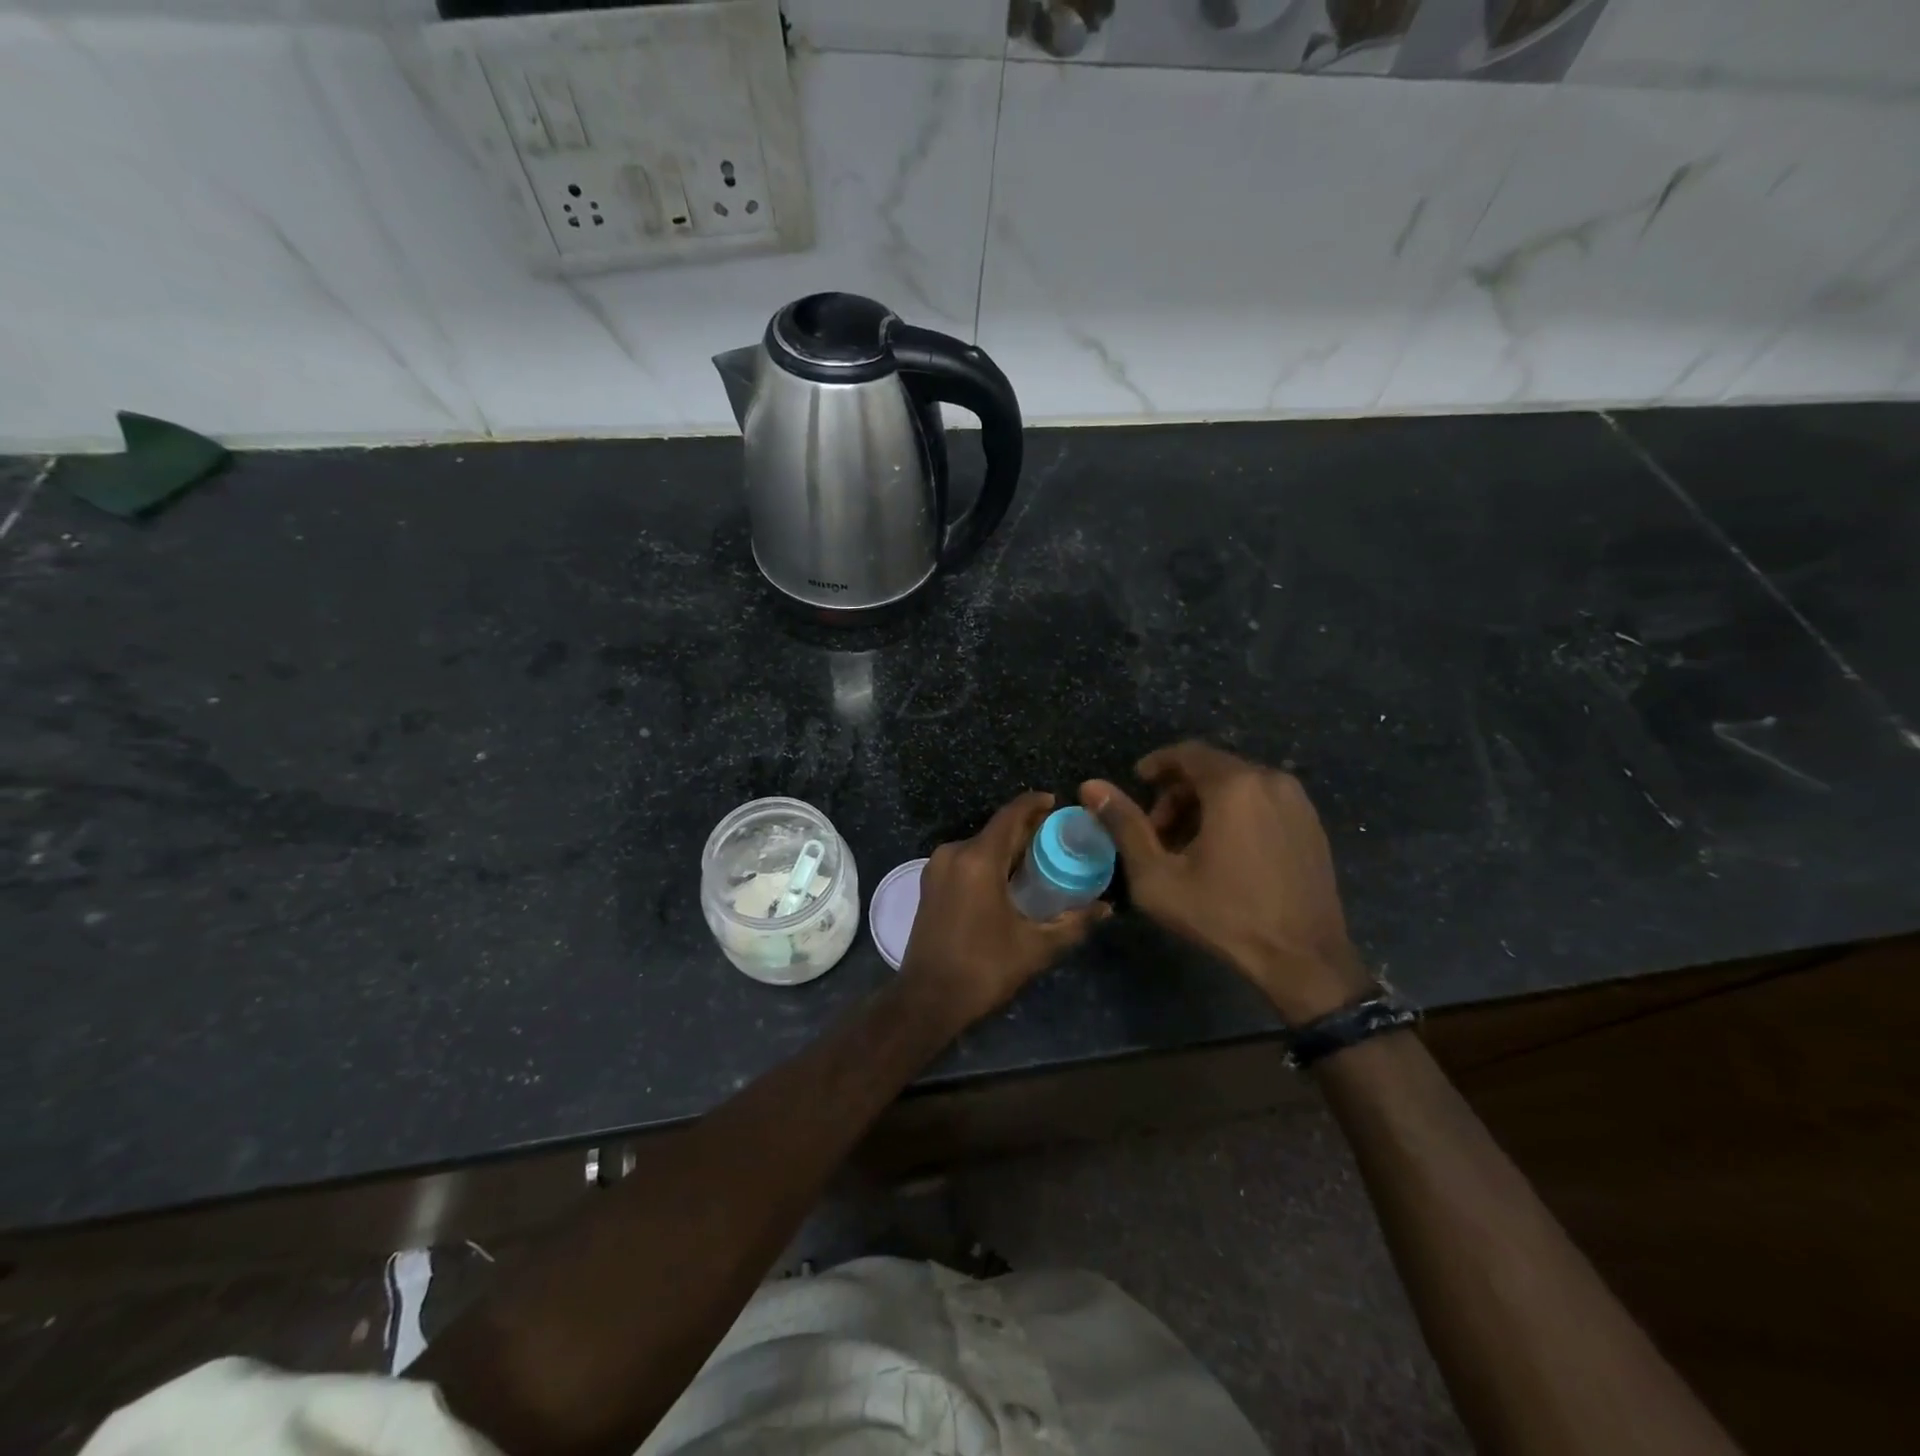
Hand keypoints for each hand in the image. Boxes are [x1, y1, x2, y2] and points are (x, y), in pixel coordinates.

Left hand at [902, 791, 1109, 1025]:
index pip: (1011, 815)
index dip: (1036, 804)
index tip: (1058, 804)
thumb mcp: (1035, 947)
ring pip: (980, 844)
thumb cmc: (983, 969)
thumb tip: (1106, 908)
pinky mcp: (930, 883)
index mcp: (978, 859)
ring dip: (1007, 846)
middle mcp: (954, 853)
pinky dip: (989, 860)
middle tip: (1058, 837)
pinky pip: (966, 859)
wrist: (927, 999)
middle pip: (996, 829)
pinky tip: (1008, 878)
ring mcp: (937, 867)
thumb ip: (1073, 923)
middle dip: (1026, 829)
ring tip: (1039, 858)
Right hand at [1084, 742, 1370, 1022]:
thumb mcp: (1158, 875)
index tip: (1137, 785)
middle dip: (1178, 793)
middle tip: (1157, 831)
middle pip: (1212, 769)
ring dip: (1206, 805)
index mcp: (1235, 785)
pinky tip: (1224, 854)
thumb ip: (1124, 825)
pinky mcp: (1311, 824)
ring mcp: (1298, 802)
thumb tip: (1091, 786)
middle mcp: (1271, 780)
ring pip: (1239, 786)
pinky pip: (1263, 802)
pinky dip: (1236, 814)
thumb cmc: (1224, 915)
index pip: (1187, 753)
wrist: (1304, 959)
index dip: (1156, 765)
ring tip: (1187, 847)